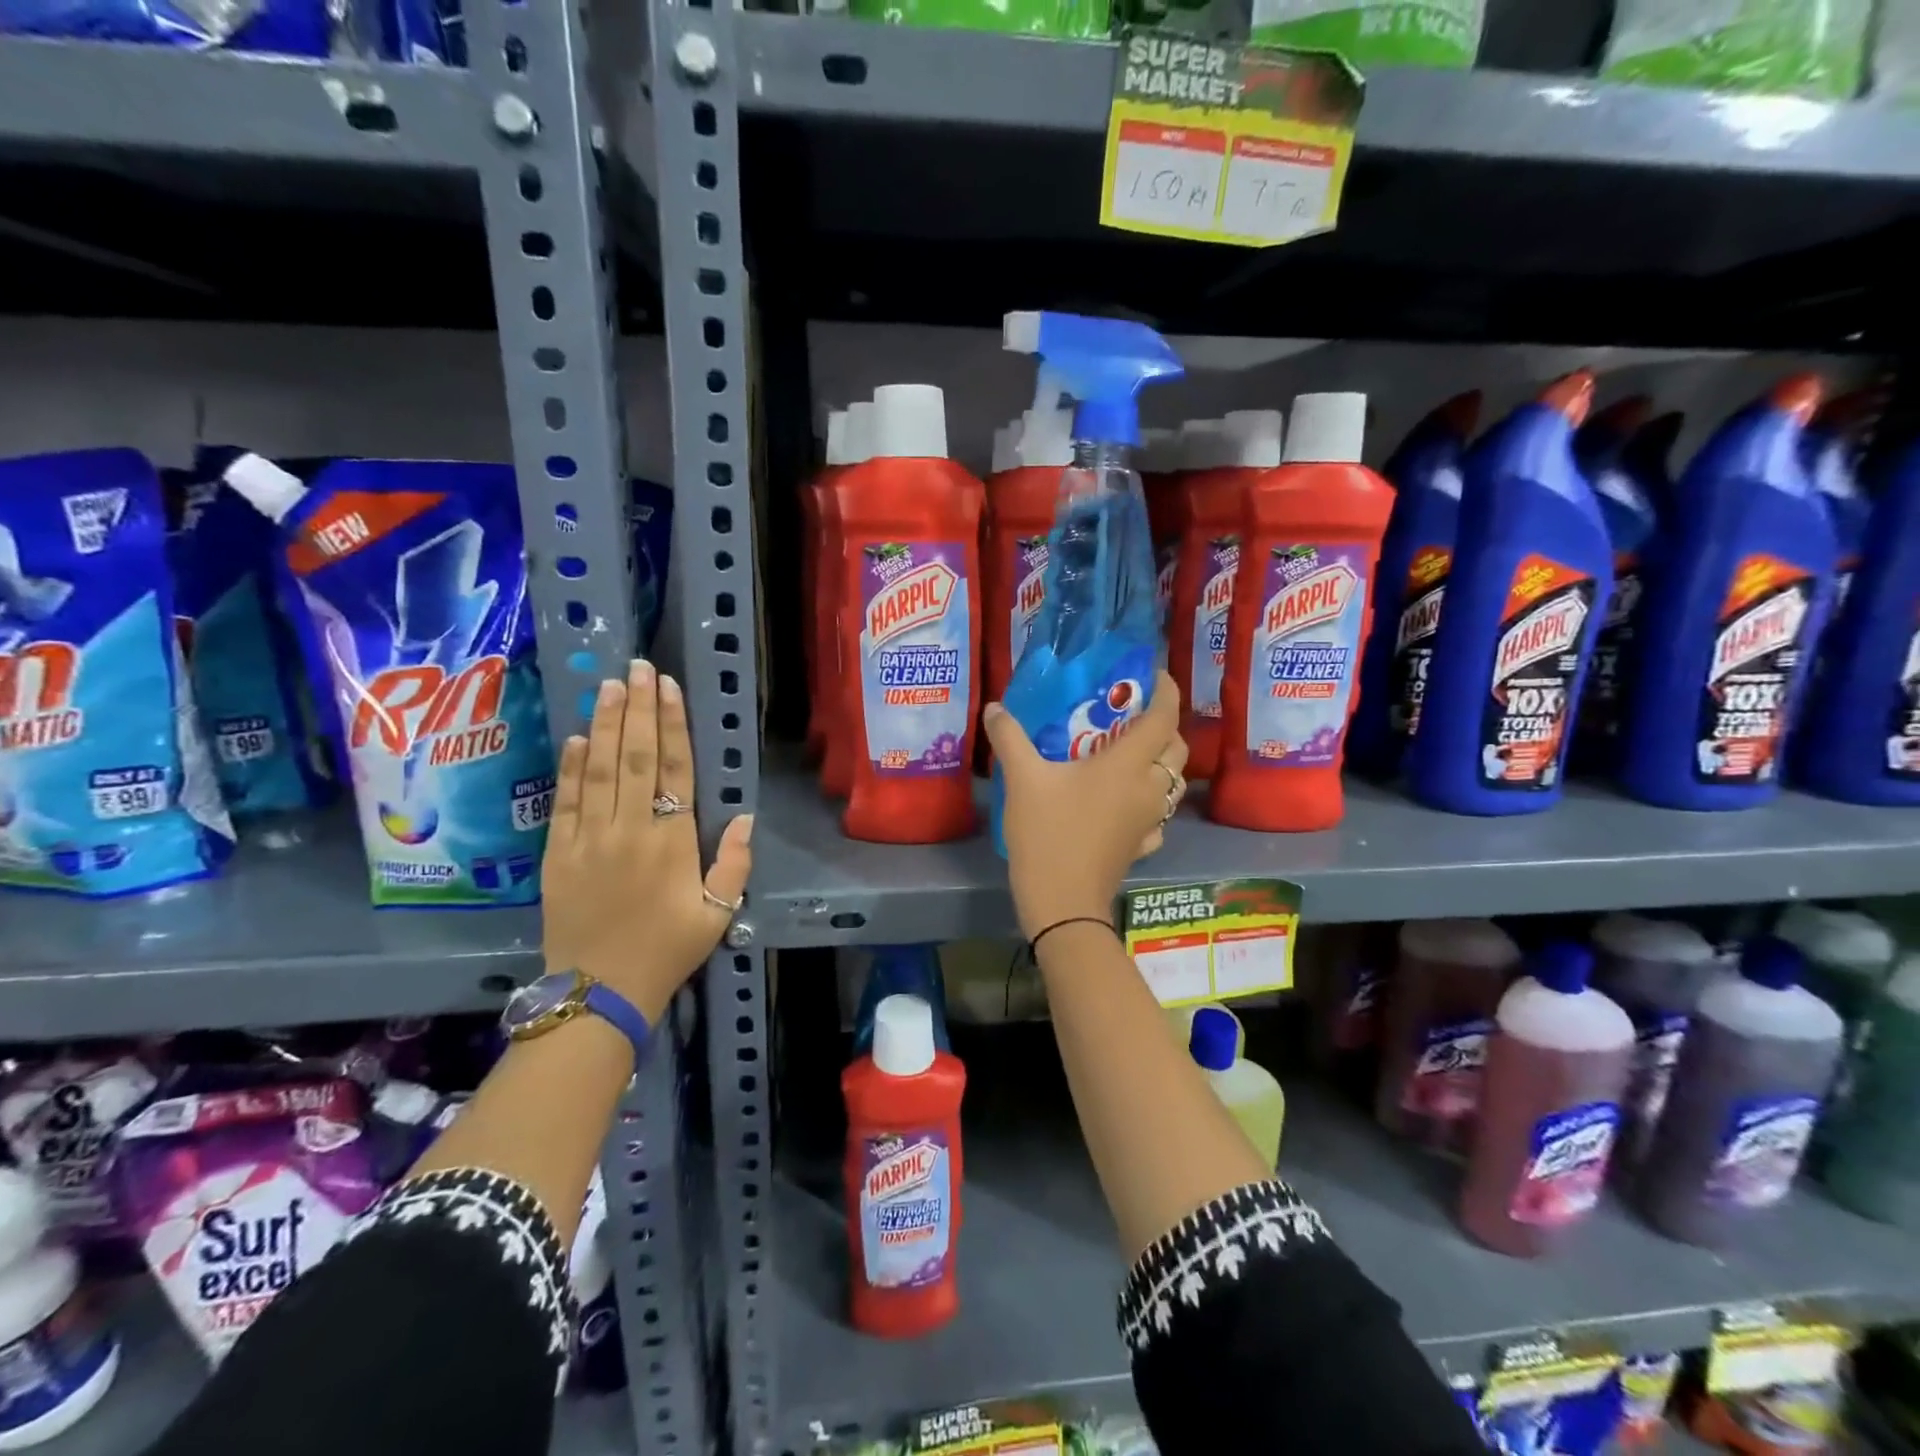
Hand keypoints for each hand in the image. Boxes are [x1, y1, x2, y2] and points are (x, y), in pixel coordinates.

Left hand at [540, 660, 753, 1023]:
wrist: (599, 993)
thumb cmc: (667, 950)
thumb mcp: (717, 913)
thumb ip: (733, 863)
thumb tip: (743, 816)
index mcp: (671, 842)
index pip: (673, 769)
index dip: (671, 724)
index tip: (667, 687)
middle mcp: (629, 830)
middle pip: (634, 757)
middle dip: (636, 709)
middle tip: (637, 668)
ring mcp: (587, 840)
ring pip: (597, 770)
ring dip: (603, 725)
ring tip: (608, 687)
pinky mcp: (556, 855)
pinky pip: (564, 802)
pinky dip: (570, 768)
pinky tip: (576, 738)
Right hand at [983, 671, 1188, 939]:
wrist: (1063, 903)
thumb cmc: (1048, 834)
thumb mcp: (1022, 781)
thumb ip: (1010, 738)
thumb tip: (994, 707)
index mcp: (1128, 765)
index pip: (1163, 717)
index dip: (1166, 691)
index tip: (1155, 675)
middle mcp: (1148, 789)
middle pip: (1176, 748)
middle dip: (1163, 726)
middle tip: (1133, 716)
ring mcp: (1150, 820)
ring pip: (1172, 781)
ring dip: (1160, 762)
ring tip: (1129, 753)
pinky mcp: (1142, 844)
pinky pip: (1158, 813)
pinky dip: (1150, 799)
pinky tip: (1125, 801)